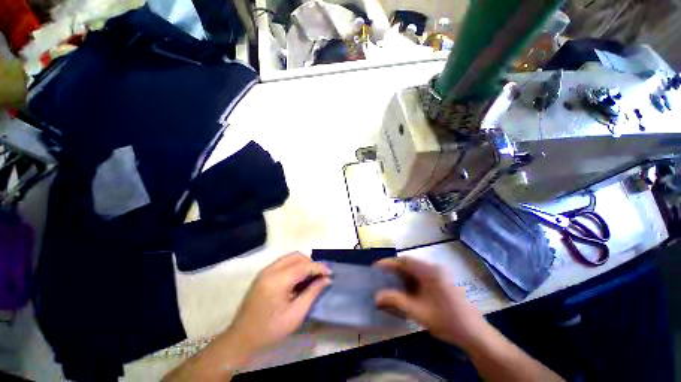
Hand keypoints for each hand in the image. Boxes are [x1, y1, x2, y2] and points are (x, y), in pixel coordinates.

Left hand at [224, 252, 330, 356]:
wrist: (241, 338)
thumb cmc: (270, 330)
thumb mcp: (295, 315)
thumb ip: (312, 293)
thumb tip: (326, 279)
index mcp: (277, 281)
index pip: (303, 266)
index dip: (319, 267)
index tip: (330, 273)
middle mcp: (270, 270)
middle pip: (297, 256)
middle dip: (311, 263)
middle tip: (319, 276)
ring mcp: (265, 270)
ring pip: (290, 257)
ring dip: (303, 263)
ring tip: (310, 277)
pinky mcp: (263, 273)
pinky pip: (283, 262)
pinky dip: (294, 266)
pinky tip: (297, 279)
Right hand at [375, 257, 485, 348]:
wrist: (475, 335)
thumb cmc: (447, 321)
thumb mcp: (418, 311)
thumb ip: (396, 301)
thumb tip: (376, 297)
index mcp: (429, 271)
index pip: (404, 261)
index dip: (388, 263)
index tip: (375, 268)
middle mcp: (434, 268)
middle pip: (409, 264)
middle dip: (394, 270)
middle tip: (381, 277)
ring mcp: (439, 275)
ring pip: (415, 271)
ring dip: (402, 276)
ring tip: (390, 283)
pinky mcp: (442, 282)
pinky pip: (421, 277)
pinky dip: (411, 281)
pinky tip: (405, 291)